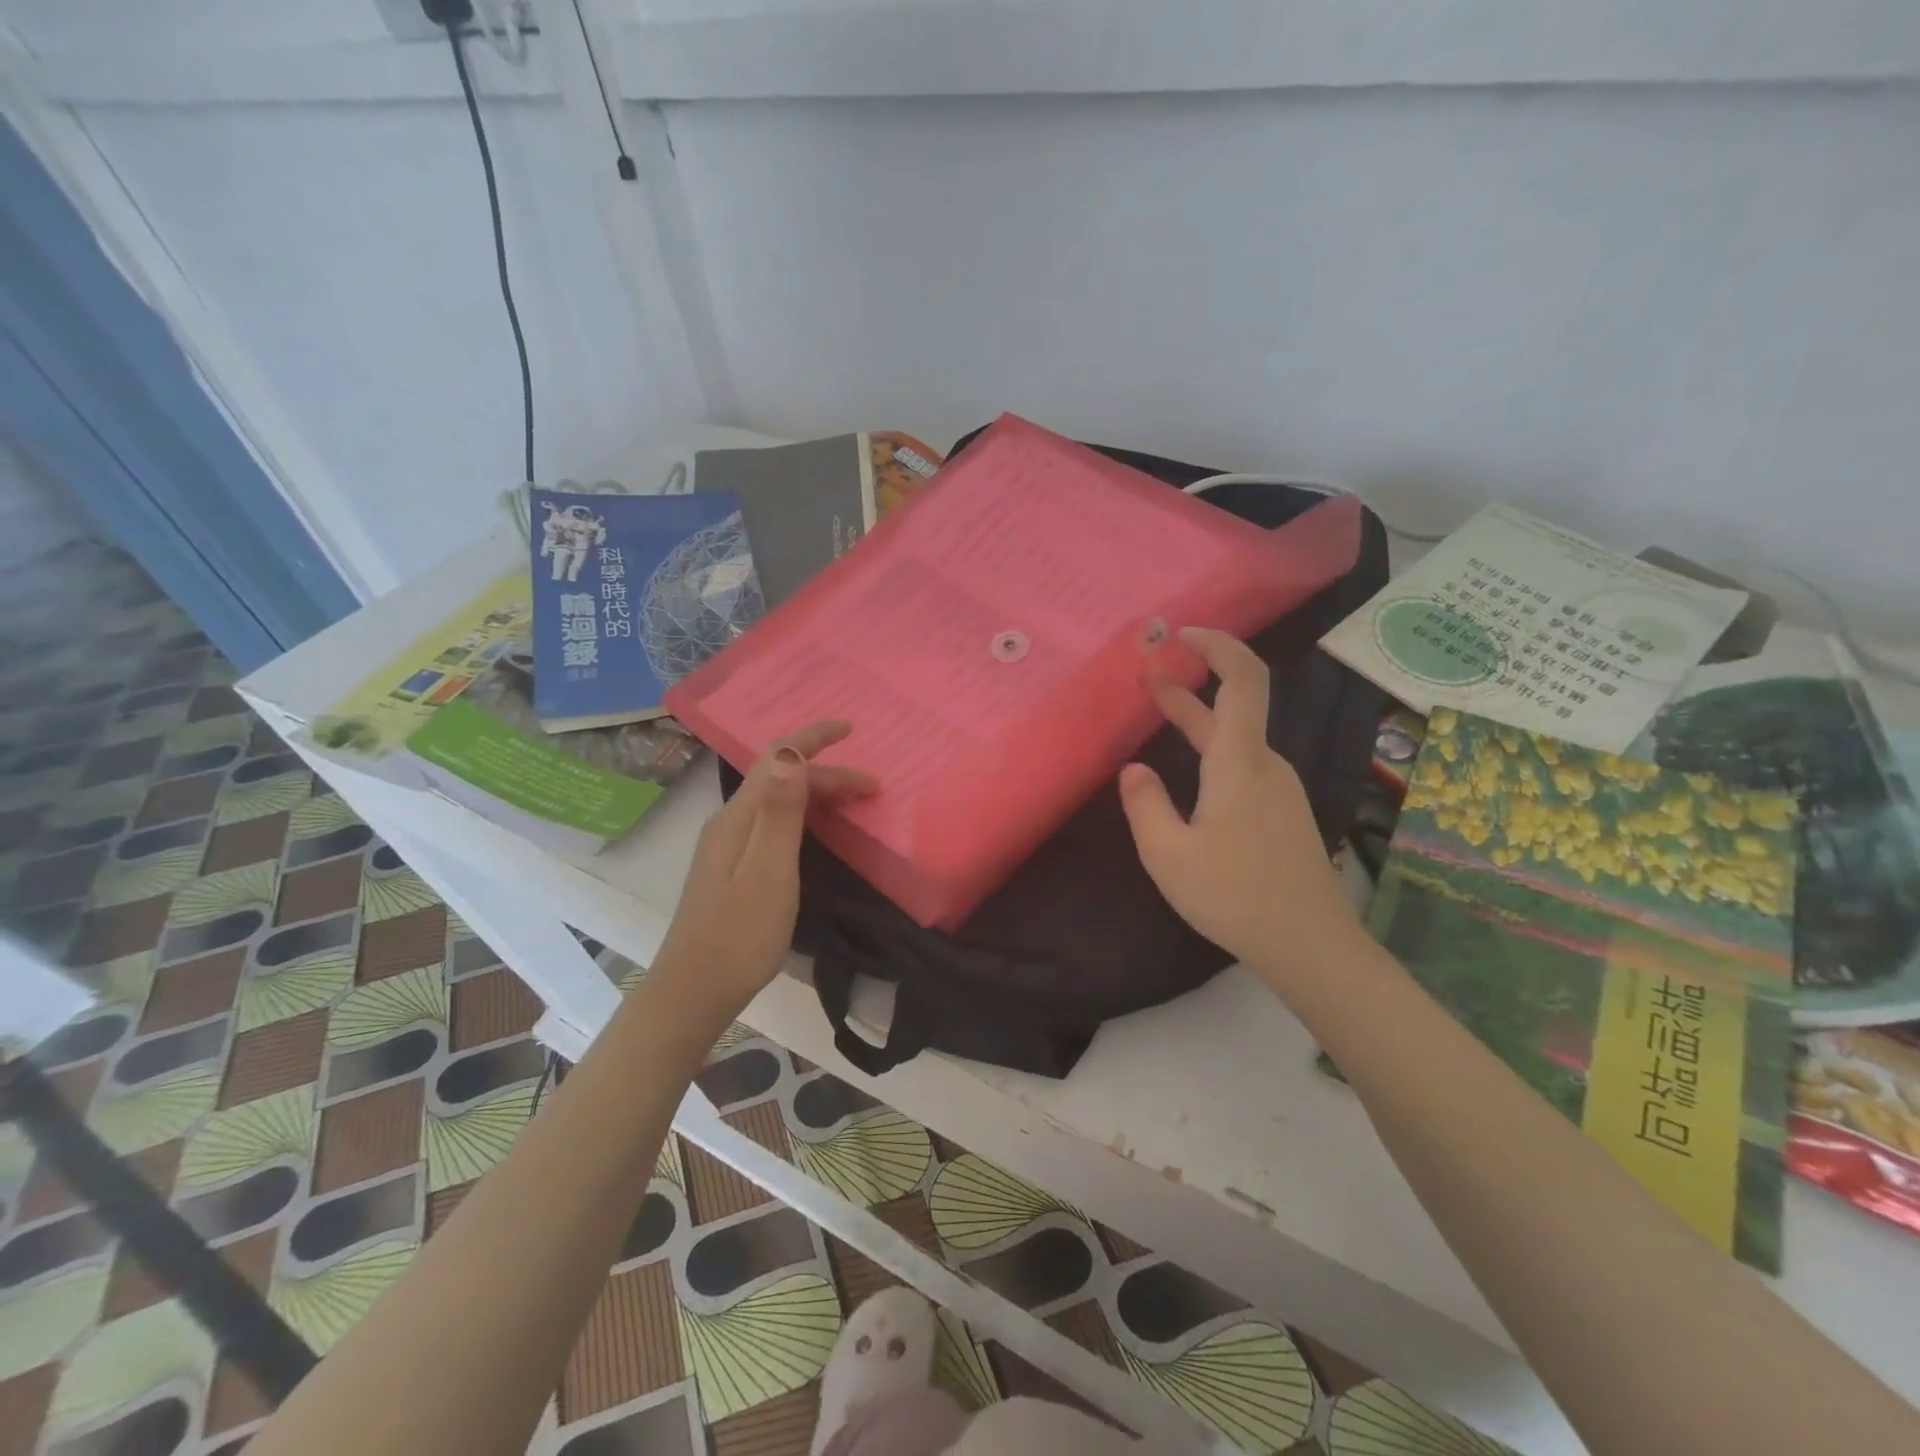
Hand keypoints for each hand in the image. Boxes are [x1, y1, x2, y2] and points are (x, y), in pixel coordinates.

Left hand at [653, 721, 876, 1023]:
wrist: (695, 992)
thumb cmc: (740, 934)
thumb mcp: (769, 870)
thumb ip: (780, 810)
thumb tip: (790, 750)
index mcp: (738, 817)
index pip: (777, 757)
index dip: (813, 738)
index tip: (851, 728)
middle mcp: (730, 822)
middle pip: (780, 779)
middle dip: (827, 773)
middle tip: (873, 789)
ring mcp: (728, 846)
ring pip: (777, 800)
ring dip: (816, 792)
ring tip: (854, 801)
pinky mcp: (733, 867)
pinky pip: (773, 822)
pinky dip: (803, 814)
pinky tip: (817, 830)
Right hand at [1118, 628, 1361, 979]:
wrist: (1310, 945)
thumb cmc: (1234, 895)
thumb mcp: (1168, 854)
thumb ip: (1144, 805)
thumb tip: (1134, 769)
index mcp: (1240, 763)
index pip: (1242, 679)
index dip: (1217, 646)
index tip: (1182, 636)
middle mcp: (1266, 765)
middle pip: (1233, 708)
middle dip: (1189, 684)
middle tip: (1146, 672)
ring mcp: (1280, 790)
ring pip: (1237, 740)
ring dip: (1198, 720)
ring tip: (1158, 712)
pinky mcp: (1282, 814)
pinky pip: (1244, 766)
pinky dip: (1212, 751)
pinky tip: (1190, 776)